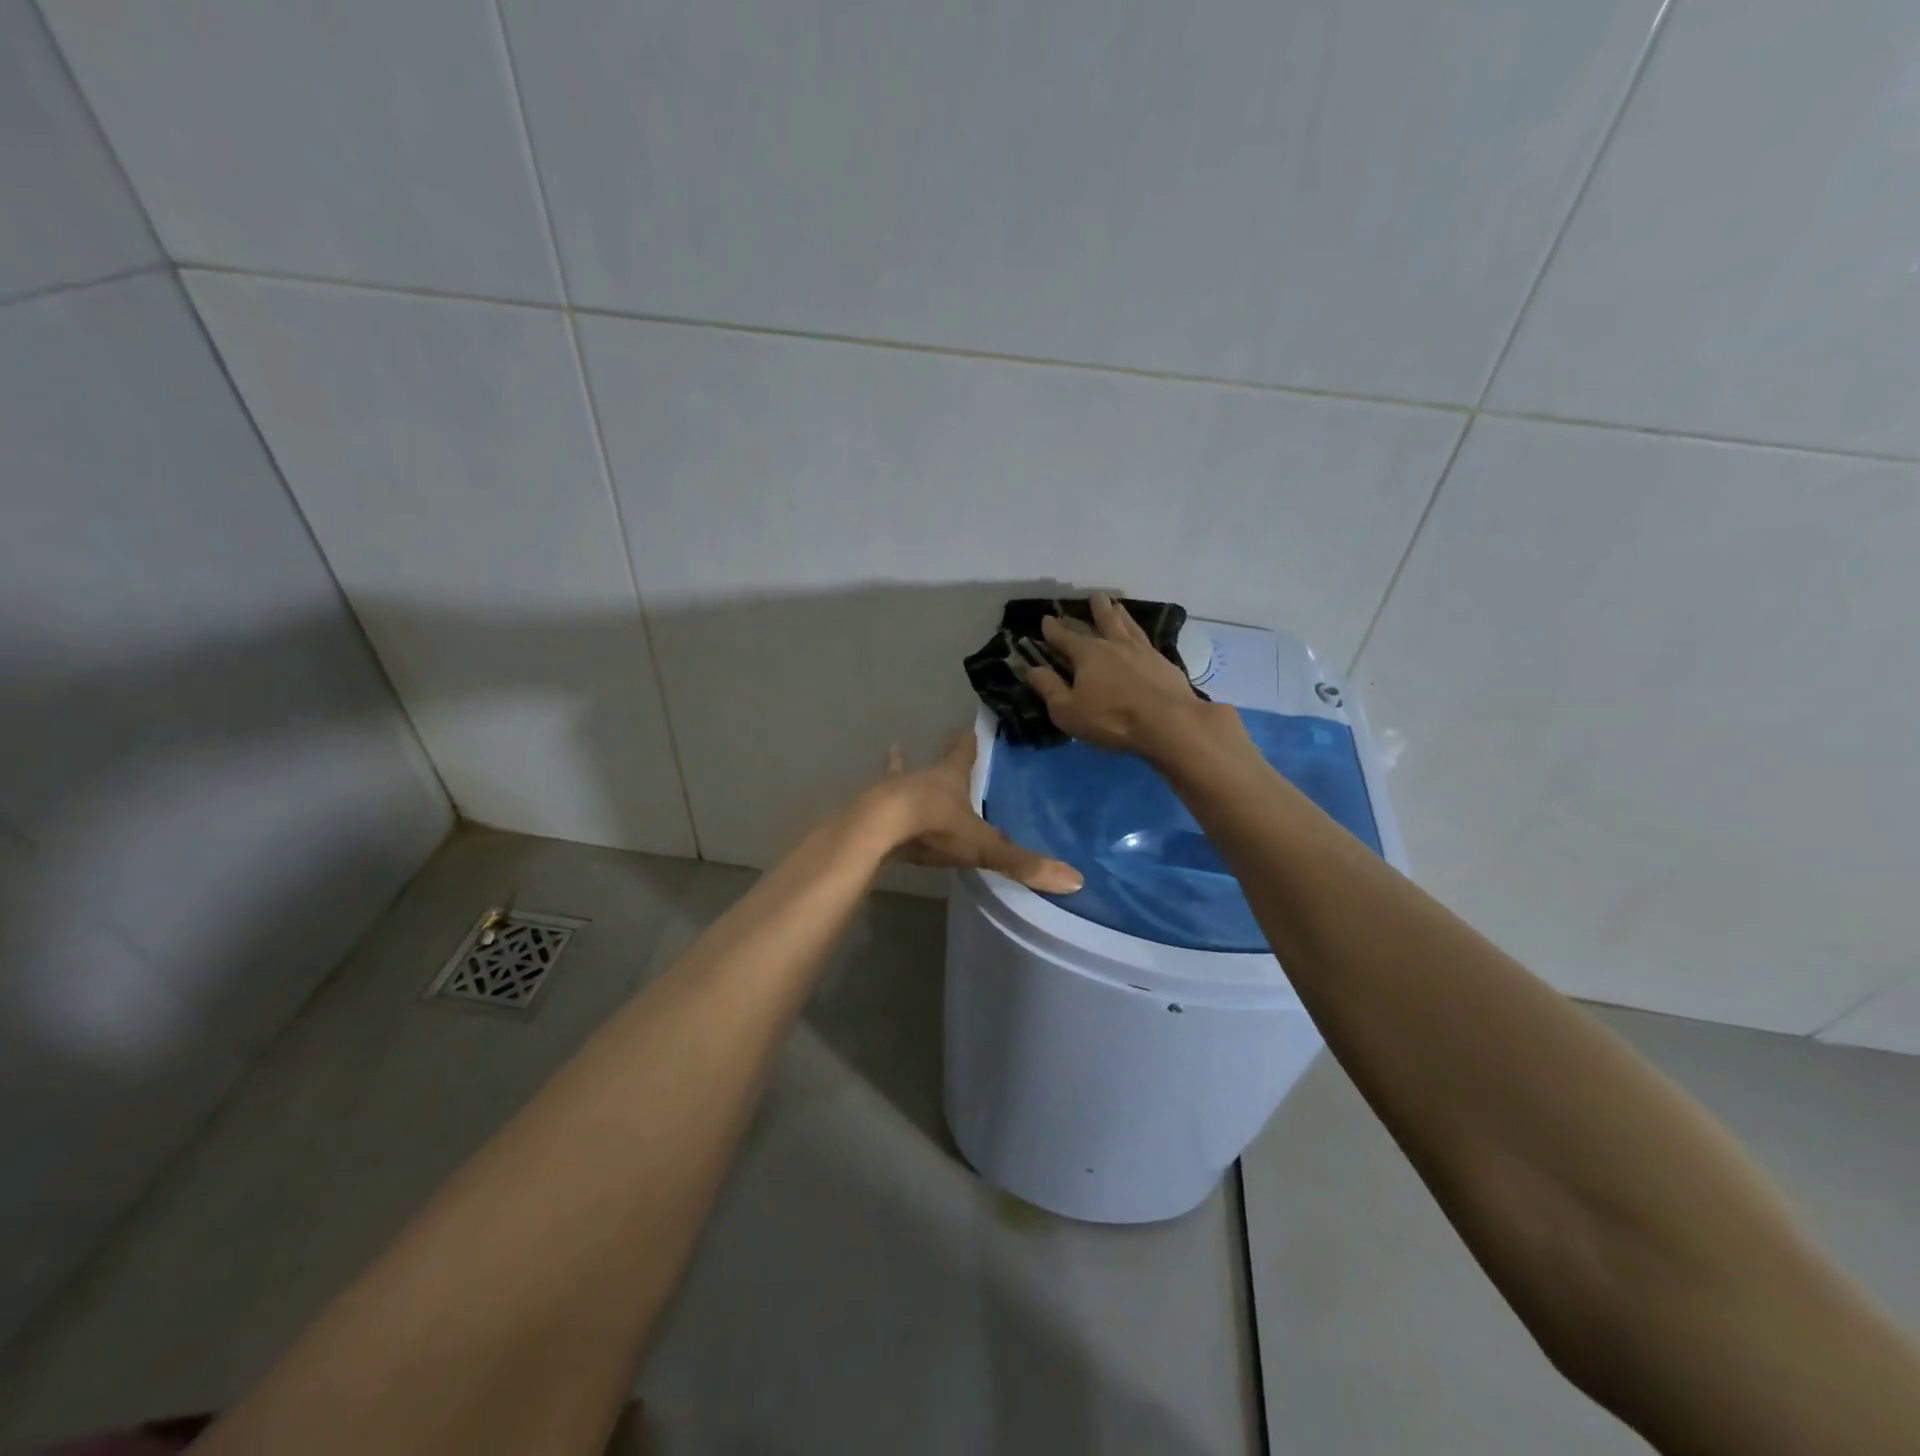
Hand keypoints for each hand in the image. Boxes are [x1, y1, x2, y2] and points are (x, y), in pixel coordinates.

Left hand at [862, 734, 1082, 893]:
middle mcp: (919, 778)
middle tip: (942, 749)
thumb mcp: (982, 846)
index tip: (967, 731)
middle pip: (931, 765)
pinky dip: (875, 804)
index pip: (962, 753)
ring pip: (897, 778)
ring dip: (898, 772)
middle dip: (938, 761)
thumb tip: (1075, 880)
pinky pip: (876, 806)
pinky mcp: (869, 813)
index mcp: (949, 777)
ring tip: (893, 752)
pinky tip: (863, 803)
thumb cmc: (934, 826)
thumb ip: (1022, 863)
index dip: (967, 743)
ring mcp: (890, 793)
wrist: (877, 830)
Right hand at [1024, 592, 1218, 755]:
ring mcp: (1142, 651)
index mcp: (1087, 654)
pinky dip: (1140, 632)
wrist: (1168, 722)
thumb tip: (1032, 669)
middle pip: (1102, 621)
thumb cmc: (1111, 719)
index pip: (1065, 637)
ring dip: (1120, 614)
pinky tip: (1141, 636)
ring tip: (1117, 605)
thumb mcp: (1068, 710)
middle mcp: (1114, 644)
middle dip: (1094, 609)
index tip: (1047, 618)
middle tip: (1093, 596)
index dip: (1053, 629)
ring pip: (1127, 625)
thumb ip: (1049, 688)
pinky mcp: (1163, 662)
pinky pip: (1147, 639)